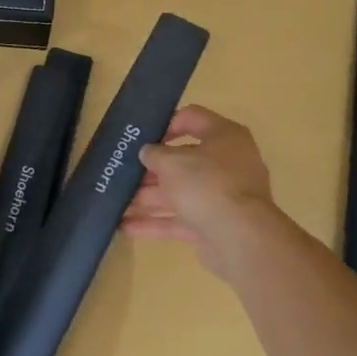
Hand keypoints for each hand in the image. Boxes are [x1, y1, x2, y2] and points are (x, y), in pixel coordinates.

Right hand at [121, 105, 282, 279]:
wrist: (240, 237)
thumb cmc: (206, 184)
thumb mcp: (171, 161)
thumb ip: (154, 153)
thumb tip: (148, 153)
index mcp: (224, 136)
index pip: (192, 118)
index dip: (165, 124)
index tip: (141, 136)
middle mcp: (227, 163)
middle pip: (183, 160)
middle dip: (150, 170)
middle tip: (123, 172)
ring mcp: (222, 196)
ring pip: (179, 192)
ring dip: (147, 198)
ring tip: (116, 202)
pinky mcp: (214, 224)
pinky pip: (180, 219)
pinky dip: (155, 223)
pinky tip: (125, 227)